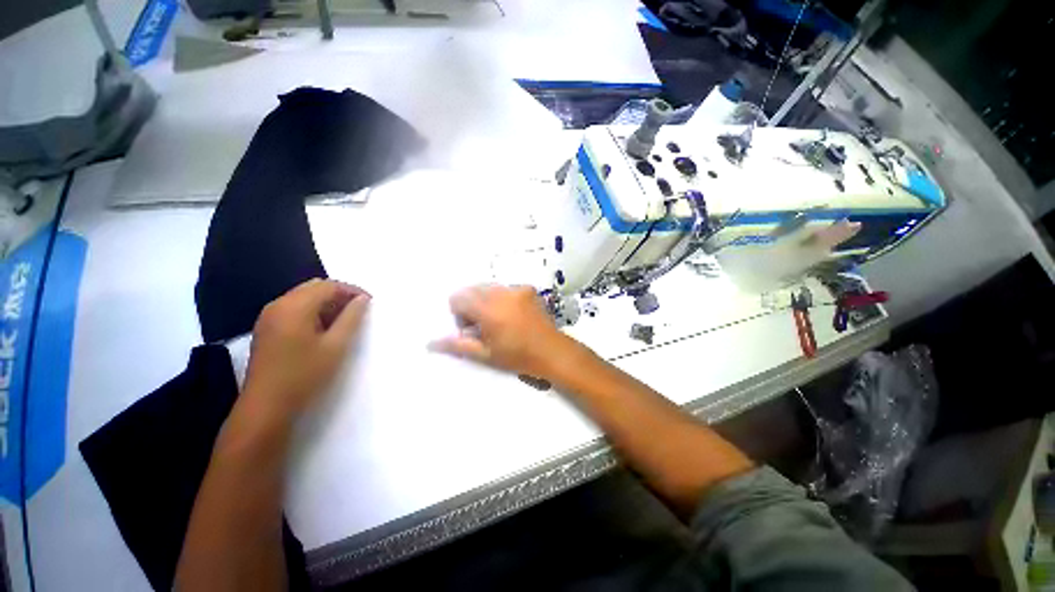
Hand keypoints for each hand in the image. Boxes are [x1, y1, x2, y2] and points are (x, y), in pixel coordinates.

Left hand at [241, 279, 369, 426]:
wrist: (265, 407)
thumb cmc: (304, 375)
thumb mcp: (336, 346)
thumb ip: (352, 318)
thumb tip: (362, 299)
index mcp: (294, 306)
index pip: (328, 285)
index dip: (352, 290)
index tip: (370, 302)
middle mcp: (277, 305)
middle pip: (314, 287)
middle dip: (339, 295)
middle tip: (359, 311)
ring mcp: (268, 317)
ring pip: (303, 297)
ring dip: (326, 303)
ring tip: (345, 320)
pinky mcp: (266, 329)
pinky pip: (293, 309)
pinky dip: (312, 312)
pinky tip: (323, 329)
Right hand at [429, 285, 568, 377]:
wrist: (552, 351)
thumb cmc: (517, 356)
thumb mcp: (485, 354)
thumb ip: (457, 345)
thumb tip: (430, 343)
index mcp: (488, 309)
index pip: (458, 297)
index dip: (459, 313)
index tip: (471, 329)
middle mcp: (501, 293)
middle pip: (473, 289)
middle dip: (472, 306)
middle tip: (484, 326)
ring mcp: (516, 288)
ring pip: (489, 287)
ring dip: (486, 300)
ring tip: (499, 321)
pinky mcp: (528, 288)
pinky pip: (505, 288)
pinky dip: (502, 298)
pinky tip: (513, 315)